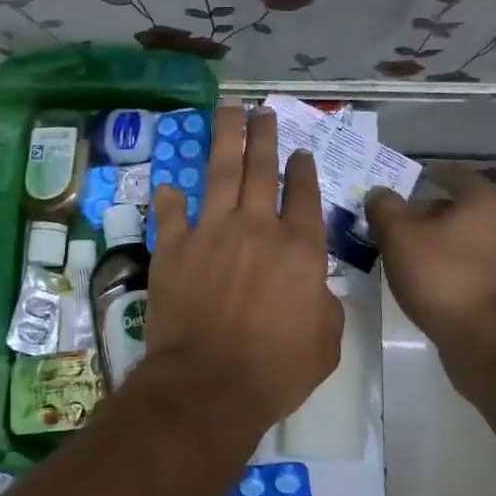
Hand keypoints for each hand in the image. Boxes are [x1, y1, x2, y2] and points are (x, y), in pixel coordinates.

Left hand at [147, 104, 343, 435]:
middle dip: (264, 136)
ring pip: (220, 174)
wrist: (210, 384)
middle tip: (263, 111)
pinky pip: (170, 214)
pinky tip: (170, 186)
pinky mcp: (173, 248)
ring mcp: (211, 233)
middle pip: (261, 170)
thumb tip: (312, 284)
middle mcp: (256, 228)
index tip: (299, 151)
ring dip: (225, 139)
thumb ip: (322, 301)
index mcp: (299, 248)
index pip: (304, 196)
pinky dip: (170, 199)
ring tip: (228, 111)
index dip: (302, 170)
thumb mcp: (325, 341)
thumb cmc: (276, 370)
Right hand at [365, 166, 495, 349]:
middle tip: (393, 220)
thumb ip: (384, 209)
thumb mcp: (399, 236)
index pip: (454, 173)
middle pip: (458, 208)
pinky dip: (445, 266)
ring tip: (401, 252)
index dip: (428, 172)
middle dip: (425, 212)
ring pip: (462, 239)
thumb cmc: (443, 275)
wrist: (489, 340)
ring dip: (434, 242)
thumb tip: (379, 193)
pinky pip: (467, 266)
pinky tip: (421, 279)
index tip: (406, 178)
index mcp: (482, 201)